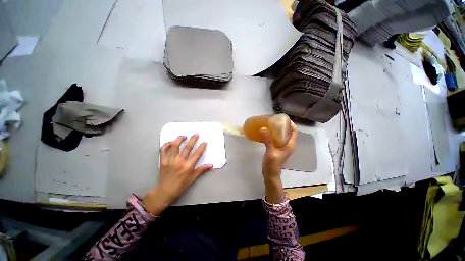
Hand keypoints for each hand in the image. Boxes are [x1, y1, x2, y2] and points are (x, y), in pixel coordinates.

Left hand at [142, 134, 212, 214]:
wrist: (165, 191)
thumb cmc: (181, 185)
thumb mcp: (193, 178)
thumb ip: (201, 170)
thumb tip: (211, 165)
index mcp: (188, 166)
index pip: (197, 154)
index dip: (202, 147)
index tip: (204, 142)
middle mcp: (180, 161)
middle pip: (187, 147)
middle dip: (193, 139)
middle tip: (196, 134)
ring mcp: (170, 160)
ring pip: (175, 146)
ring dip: (180, 139)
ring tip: (184, 136)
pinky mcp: (163, 161)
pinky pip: (163, 150)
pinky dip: (167, 145)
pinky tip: (171, 142)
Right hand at [260, 121, 296, 202]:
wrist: (270, 174)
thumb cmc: (273, 164)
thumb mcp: (271, 152)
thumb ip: (268, 140)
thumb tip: (264, 128)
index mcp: (290, 145)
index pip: (294, 132)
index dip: (291, 124)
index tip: (284, 118)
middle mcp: (287, 145)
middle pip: (288, 132)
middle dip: (283, 126)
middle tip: (275, 120)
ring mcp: (282, 147)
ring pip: (282, 136)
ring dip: (278, 130)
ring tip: (271, 124)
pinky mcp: (277, 149)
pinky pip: (276, 139)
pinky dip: (273, 135)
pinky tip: (267, 133)